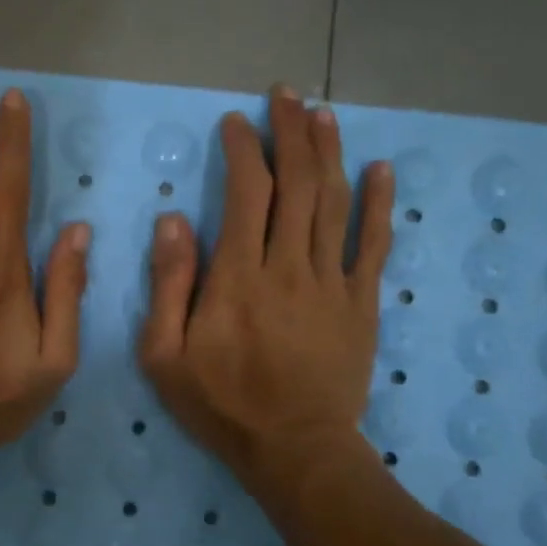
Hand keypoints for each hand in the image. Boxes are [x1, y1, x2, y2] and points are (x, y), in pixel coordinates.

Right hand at [139, 85, 394, 496]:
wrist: (295, 449)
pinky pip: (373, 245)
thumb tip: (173, 220)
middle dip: (289, 134)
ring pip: (334, 203)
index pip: (245, 193)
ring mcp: (332, 283)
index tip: (235, 122)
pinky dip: (379, 205)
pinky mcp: (361, 304)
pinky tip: (380, 170)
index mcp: (238, 276)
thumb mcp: (165, 355)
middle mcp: (289, 266)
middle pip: (295, 184)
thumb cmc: (222, 404)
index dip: (242, 150)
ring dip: (329, 153)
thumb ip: (168, 285)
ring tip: (322, 114)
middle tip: (285, 96)